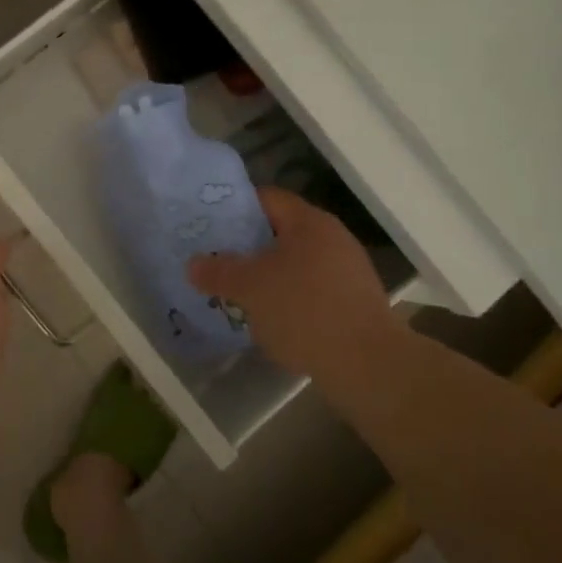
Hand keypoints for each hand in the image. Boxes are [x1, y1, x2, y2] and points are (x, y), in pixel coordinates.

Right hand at [189, 188, 404, 389]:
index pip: (266, 198)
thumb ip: (219, 272)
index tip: (208, 224)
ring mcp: (347, 270)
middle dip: (247, 245)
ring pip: (294, 262)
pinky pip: (310, 288)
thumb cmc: (304, 311)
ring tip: (236, 291)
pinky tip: (270, 317)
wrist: (368, 364)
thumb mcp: (250, 289)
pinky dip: (288, 296)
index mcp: (309, 222)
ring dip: (266, 274)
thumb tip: (193, 263)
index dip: (234, 207)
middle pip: (280, 231)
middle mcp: (332, 237)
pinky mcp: (353, 301)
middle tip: (215, 259)